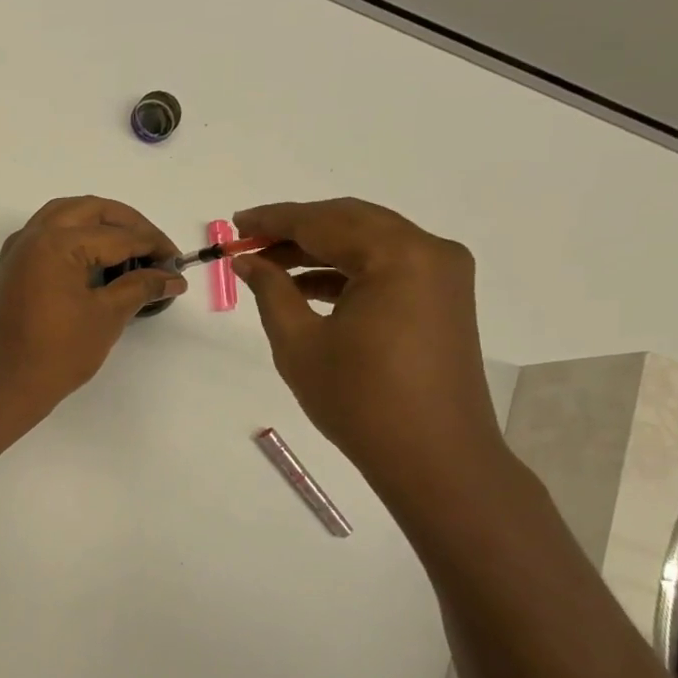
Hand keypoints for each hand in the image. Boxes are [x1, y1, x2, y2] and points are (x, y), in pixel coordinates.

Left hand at [0, 196, 182, 424]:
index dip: (153, 246)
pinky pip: (48, 233)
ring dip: (100, 223)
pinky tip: (97, 257)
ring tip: (131, 249)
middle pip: (90, 210)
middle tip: (156, 250)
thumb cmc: (59, 352)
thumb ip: (141, 287)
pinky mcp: (14, 267)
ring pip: (66, 215)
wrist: (8, 384)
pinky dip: (75, 234)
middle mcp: (34, 235)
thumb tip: (172, 277)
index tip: (178, 263)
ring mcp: (19, 250)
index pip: (117, 235)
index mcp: (56, 243)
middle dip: (128, 224)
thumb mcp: (107, 316)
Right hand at [231, 198, 504, 492]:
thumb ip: (271, 291)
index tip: (234, 224)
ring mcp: (442, 274)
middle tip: (248, 240)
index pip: (322, 222)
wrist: (433, 457)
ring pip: (369, 242)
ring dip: (319, 249)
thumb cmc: (358, 400)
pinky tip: (306, 286)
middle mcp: (429, 251)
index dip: (272, 221)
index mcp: (397, 256)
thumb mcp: (299, 343)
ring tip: (268, 265)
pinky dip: (346, 271)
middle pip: (350, 222)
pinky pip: (387, 267)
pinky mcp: (443, 298)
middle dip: (295, 229)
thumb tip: (247, 260)